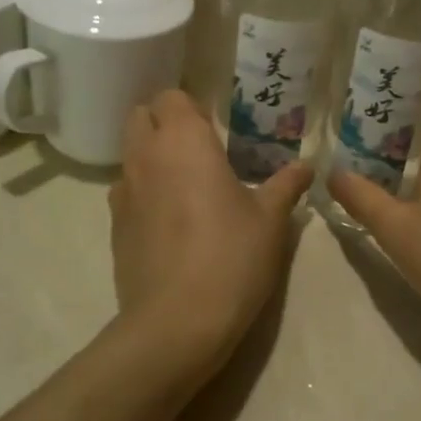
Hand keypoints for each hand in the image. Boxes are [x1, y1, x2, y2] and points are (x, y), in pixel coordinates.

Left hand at [110, 89, 312, 380]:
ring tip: (186, 182)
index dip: (191, 105)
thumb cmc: (231, 258)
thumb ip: (286, 185)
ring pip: (130, 153)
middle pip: (140, 115)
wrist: (176, 324)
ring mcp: (124, 192)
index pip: (171, 96)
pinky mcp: (114, 227)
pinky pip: (126, 191)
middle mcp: (146, 156)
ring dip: (152, 155)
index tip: (216, 125)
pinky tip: (170, 219)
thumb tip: (306, 166)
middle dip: (165, 121)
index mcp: (184, 141)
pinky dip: (143, 191)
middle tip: (200, 146)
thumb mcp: (271, 221)